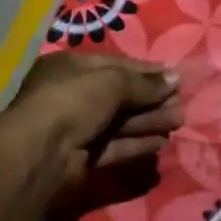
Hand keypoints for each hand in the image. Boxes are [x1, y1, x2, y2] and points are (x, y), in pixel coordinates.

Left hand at [7, 53, 182, 182]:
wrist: (39, 153)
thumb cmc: (72, 101)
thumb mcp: (111, 82)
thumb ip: (145, 83)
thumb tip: (176, 78)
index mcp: (71, 67)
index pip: (116, 65)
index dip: (147, 71)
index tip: (175, 78)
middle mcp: (72, 95)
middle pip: (120, 95)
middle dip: (151, 99)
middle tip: (180, 104)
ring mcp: (76, 127)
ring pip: (120, 121)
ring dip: (149, 121)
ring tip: (178, 122)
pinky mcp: (82, 156)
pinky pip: (115, 145)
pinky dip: (137, 143)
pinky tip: (161, 142)